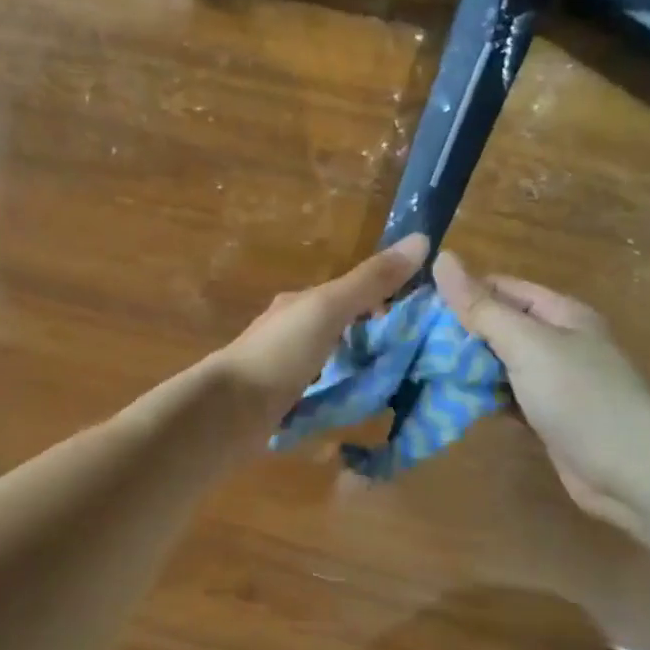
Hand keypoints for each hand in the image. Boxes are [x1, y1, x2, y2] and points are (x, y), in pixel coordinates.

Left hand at [209, 234, 429, 441]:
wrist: (227, 411)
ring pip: (330, 362)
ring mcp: (283, 369)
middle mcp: (290, 331)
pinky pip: (319, 393)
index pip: (350, 293)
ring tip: (393, 387)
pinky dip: (339, 396)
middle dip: (373, 340)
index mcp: (300, 304)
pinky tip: (357, 409)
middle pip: (341, 329)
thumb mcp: (328, 309)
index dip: (386, 303)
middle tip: (414, 361)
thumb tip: (422, 239)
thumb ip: (371, 281)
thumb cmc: (279, 353)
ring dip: (356, 369)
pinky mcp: (280, 403)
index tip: (421, 322)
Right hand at [433, 251, 649, 529]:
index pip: (501, 288)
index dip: (461, 291)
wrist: (633, 473)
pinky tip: (449, 401)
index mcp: (560, 313)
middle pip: (498, 325)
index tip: (415, 305)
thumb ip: (482, 307)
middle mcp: (557, 342)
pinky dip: (481, 398)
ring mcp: (553, 382)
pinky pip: (505, 397)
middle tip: (409, 342)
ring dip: (465, 367)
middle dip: (458, 332)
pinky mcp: (546, 417)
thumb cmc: (580, 397)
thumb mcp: (527, 344)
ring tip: (417, 369)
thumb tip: (442, 258)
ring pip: (499, 364)